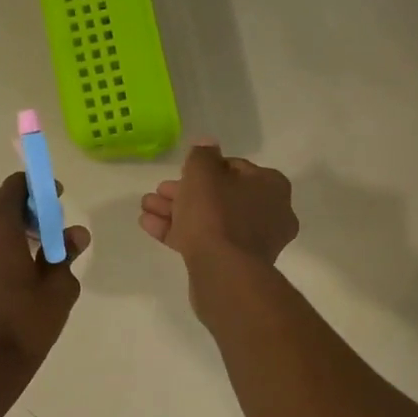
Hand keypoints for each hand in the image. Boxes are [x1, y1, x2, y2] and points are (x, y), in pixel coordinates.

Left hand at [0, 173, 89, 401]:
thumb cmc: (22, 325)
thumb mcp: (57, 289)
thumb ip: (65, 253)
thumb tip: (75, 234)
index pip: (17, 186)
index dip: (39, 190)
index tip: (56, 204)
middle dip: (26, 216)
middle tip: (50, 239)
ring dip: (7, 235)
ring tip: (31, 264)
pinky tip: (7, 280)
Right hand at [139, 139, 297, 265]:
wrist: (224, 272)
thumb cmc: (216, 214)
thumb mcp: (202, 173)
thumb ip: (202, 154)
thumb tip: (207, 144)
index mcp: (271, 186)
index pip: (235, 167)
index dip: (205, 168)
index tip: (182, 172)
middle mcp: (270, 213)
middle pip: (220, 195)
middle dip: (185, 192)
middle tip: (159, 191)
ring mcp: (253, 242)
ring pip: (210, 219)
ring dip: (176, 211)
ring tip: (146, 207)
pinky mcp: (235, 265)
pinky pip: (206, 241)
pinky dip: (180, 232)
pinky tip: (150, 225)